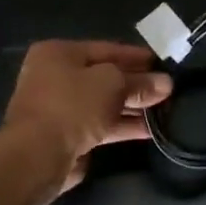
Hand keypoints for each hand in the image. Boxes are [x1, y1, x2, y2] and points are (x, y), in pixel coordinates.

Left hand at [5, 40, 171, 192]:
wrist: (38, 155)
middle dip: (135, 84)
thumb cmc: (73, 105)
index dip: (135, 56)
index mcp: (58, 53)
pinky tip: (149, 130)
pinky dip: (121, 126)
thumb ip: (139, 83)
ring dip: (132, 107)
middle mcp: (54, 76)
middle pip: (103, 77)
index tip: (162, 64)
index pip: (105, 49)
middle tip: (167, 90)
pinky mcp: (63, 137)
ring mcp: (57, 108)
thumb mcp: (112, 84)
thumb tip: (165, 83)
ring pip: (101, 103)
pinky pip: (98, 125)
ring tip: (164, 111)